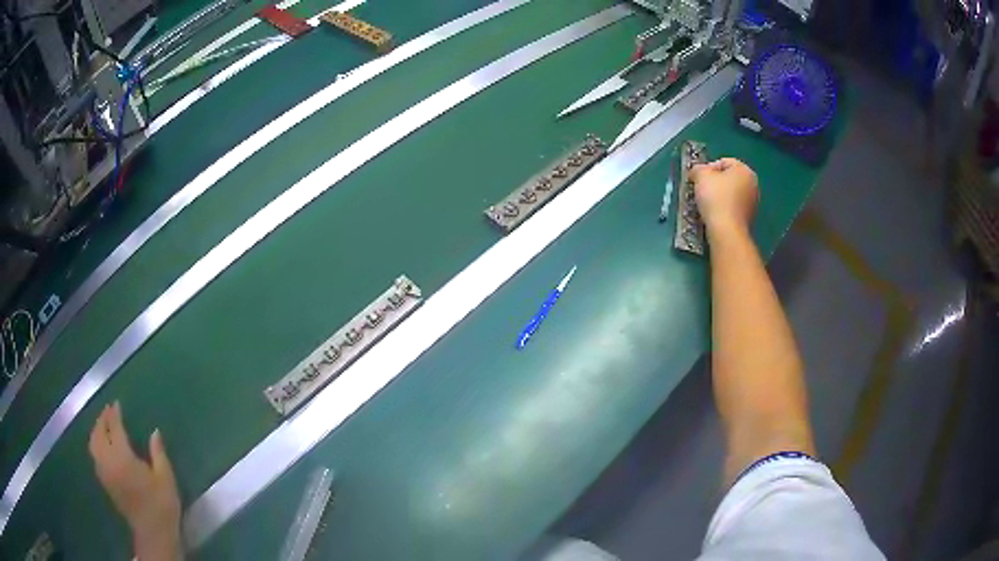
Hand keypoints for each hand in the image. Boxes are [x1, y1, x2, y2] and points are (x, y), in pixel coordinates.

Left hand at [89, 402, 181, 559]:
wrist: (153, 533)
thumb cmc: (162, 504)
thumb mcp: (166, 478)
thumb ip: (158, 453)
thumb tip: (155, 432)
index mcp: (123, 457)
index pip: (114, 428)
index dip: (115, 414)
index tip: (117, 404)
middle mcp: (109, 461)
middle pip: (99, 433)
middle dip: (102, 420)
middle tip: (108, 411)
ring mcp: (104, 472)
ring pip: (93, 444)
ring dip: (96, 431)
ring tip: (102, 425)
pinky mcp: (105, 482)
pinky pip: (95, 456)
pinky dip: (95, 445)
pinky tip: (101, 446)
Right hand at [690, 157, 758, 234]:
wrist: (726, 230)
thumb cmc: (716, 198)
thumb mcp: (701, 175)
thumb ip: (698, 169)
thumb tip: (697, 172)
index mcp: (744, 170)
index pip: (723, 162)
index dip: (708, 168)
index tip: (699, 179)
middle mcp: (753, 184)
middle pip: (728, 178)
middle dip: (714, 182)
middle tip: (701, 190)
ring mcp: (753, 202)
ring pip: (731, 193)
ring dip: (719, 196)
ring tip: (706, 204)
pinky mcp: (749, 218)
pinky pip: (733, 207)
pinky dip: (724, 208)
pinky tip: (715, 214)